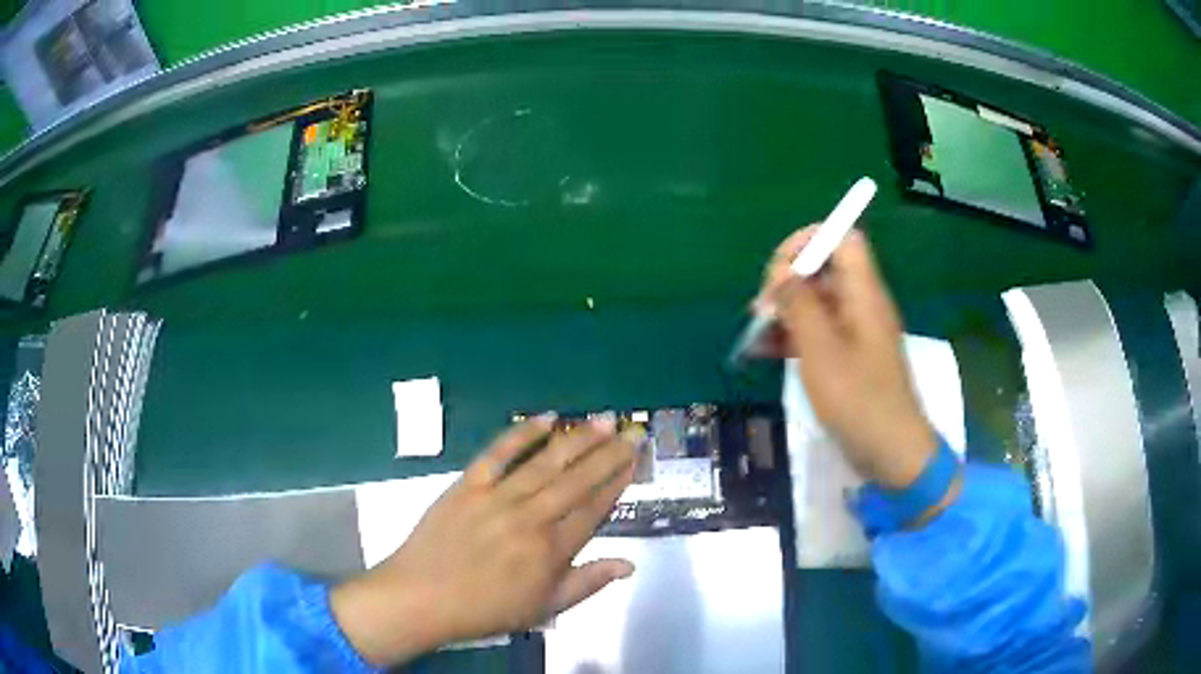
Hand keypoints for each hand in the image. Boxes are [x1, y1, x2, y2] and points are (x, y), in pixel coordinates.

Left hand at [330, 414, 641, 666]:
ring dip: (577, 439)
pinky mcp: (468, 485)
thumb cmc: (485, 609)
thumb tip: (629, 564)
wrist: (421, 597)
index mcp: (551, 550)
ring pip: (546, 463)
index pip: (594, 510)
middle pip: (577, 481)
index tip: (634, 461)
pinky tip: (545, 418)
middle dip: (608, 454)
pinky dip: (521, 434)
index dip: (616, 483)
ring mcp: (498, 498)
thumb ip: (587, 583)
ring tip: (602, 420)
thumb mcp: (543, 608)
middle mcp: (531, 518)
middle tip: (630, 431)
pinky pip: (498, 453)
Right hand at [756, 226, 935, 488]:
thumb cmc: (858, 400)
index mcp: (864, 293)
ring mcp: (856, 331)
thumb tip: (782, 271)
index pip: (842, 238)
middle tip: (761, 311)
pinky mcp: (849, 356)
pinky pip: (818, 331)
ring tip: (755, 335)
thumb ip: (800, 305)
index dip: (808, 242)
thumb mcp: (821, 351)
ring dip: (785, 311)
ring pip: (817, 302)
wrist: (890, 451)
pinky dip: (793, 335)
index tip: (779, 271)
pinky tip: (765, 353)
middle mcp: (862, 304)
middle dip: (788, 281)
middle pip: (824, 269)